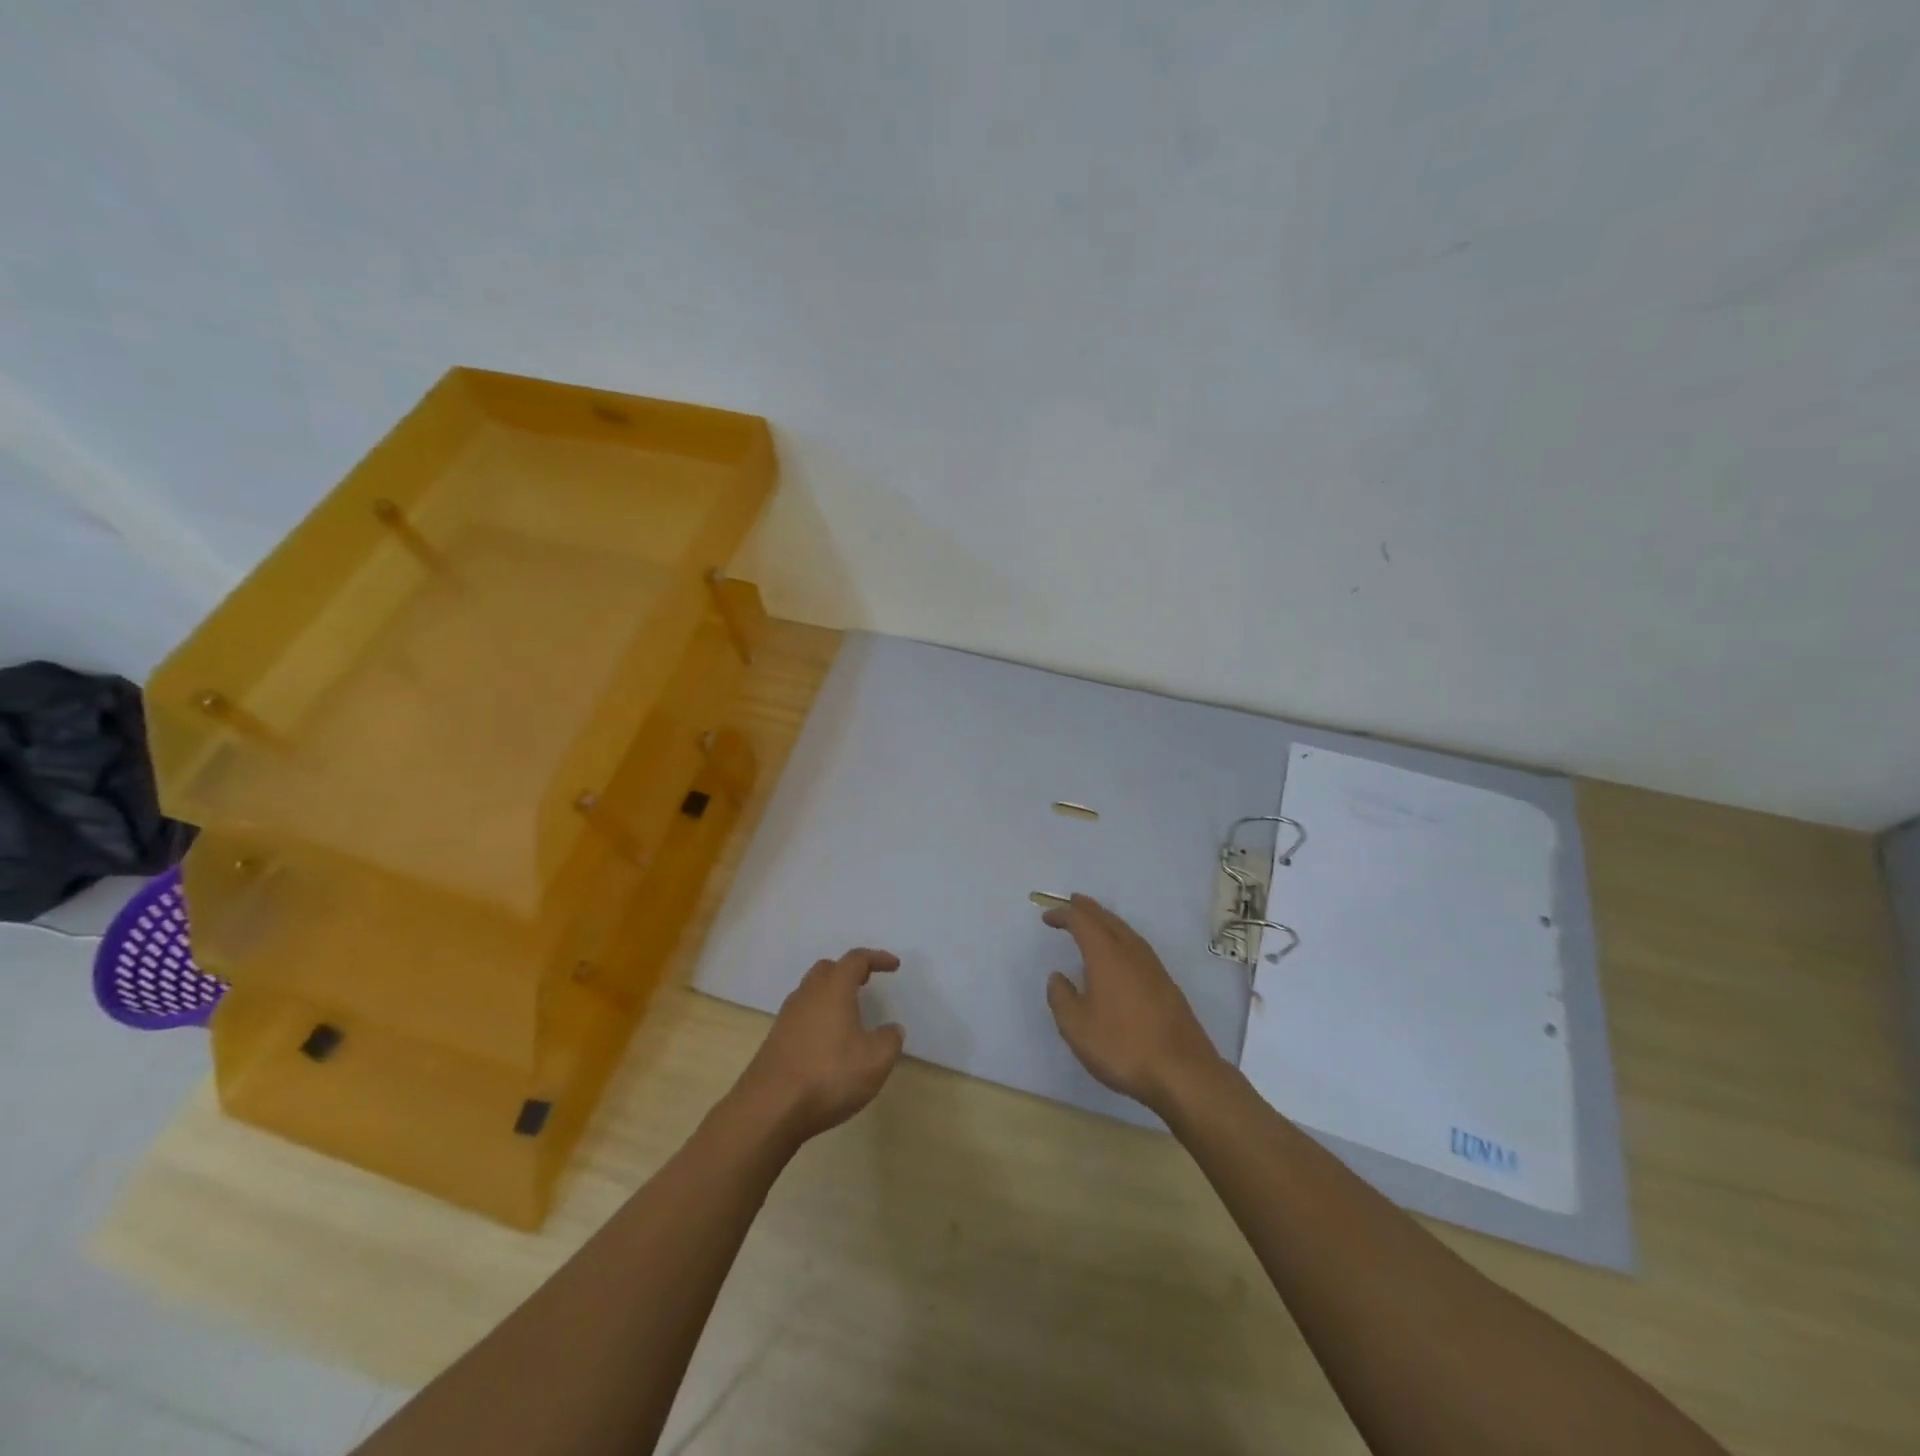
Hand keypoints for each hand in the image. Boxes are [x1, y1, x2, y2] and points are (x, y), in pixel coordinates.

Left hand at [731, 948, 905, 1143]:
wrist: (769, 1109)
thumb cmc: (828, 1075)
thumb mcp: (875, 1060)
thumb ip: (889, 1040)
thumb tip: (891, 1029)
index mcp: (833, 989)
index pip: (856, 960)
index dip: (877, 958)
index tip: (894, 965)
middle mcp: (807, 995)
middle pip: (827, 969)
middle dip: (848, 971)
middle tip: (866, 981)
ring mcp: (787, 1017)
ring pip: (811, 992)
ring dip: (831, 994)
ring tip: (849, 1013)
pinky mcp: (775, 1041)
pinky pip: (801, 1016)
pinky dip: (818, 1017)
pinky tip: (828, 1040)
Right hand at [1043, 895, 1224, 1114]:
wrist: (1182, 1072)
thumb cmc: (1122, 1046)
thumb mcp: (1076, 1027)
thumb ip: (1061, 998)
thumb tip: (1058, 977)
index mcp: (1107, 956)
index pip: (1082, 923)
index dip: (1063, 915)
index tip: (1048, 918)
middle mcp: (1131, 952)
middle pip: (1108, 919)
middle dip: (1088, 909)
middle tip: (1072, 901)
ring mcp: (1153, 967)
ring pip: (1126, 931)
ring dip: (1107, 921)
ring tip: (1094, 921)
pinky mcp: (1166, 984)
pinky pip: (1137, 946)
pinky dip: (1121, 938)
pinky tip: (1120, 953)